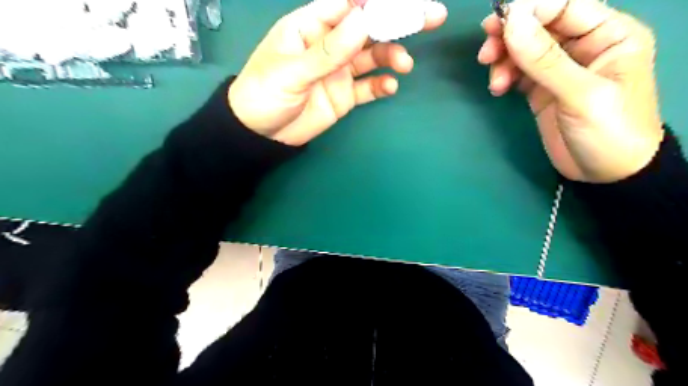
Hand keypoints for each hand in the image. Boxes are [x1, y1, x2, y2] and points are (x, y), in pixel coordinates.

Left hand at [228, 1, 448, 145]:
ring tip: (403, 65)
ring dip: (391, 56)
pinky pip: (368, 87)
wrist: (261, 135)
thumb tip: (362, 21)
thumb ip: (326, 51)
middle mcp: (329, 45)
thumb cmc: (264, 95)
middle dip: (397, 22)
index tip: (403, 3)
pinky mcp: (344, 95)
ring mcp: (339, 71)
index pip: (347, 5)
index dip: (375, 2)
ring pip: (372, 57)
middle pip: (367, 28)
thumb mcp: (290, 72)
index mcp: (310, 27)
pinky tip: (390, 87)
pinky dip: (381, 85)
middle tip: (431, 17)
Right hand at [477, 0, 663, 181]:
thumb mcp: (581, 94)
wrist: (606, 174)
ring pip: (524, 49)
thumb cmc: (609, 132)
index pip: (565, 6)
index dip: (530, 10)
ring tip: (495, 82)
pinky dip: (504, 75)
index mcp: (609, 34)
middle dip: (509, 36)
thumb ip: (545, 59)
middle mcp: (583, 46)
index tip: (498, 25)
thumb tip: (512, 22)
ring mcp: (559, 69)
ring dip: (503, 59)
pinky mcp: (542, 89)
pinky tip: (498, 89)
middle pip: (539, 26)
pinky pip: (518, 71)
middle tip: (485, 52)